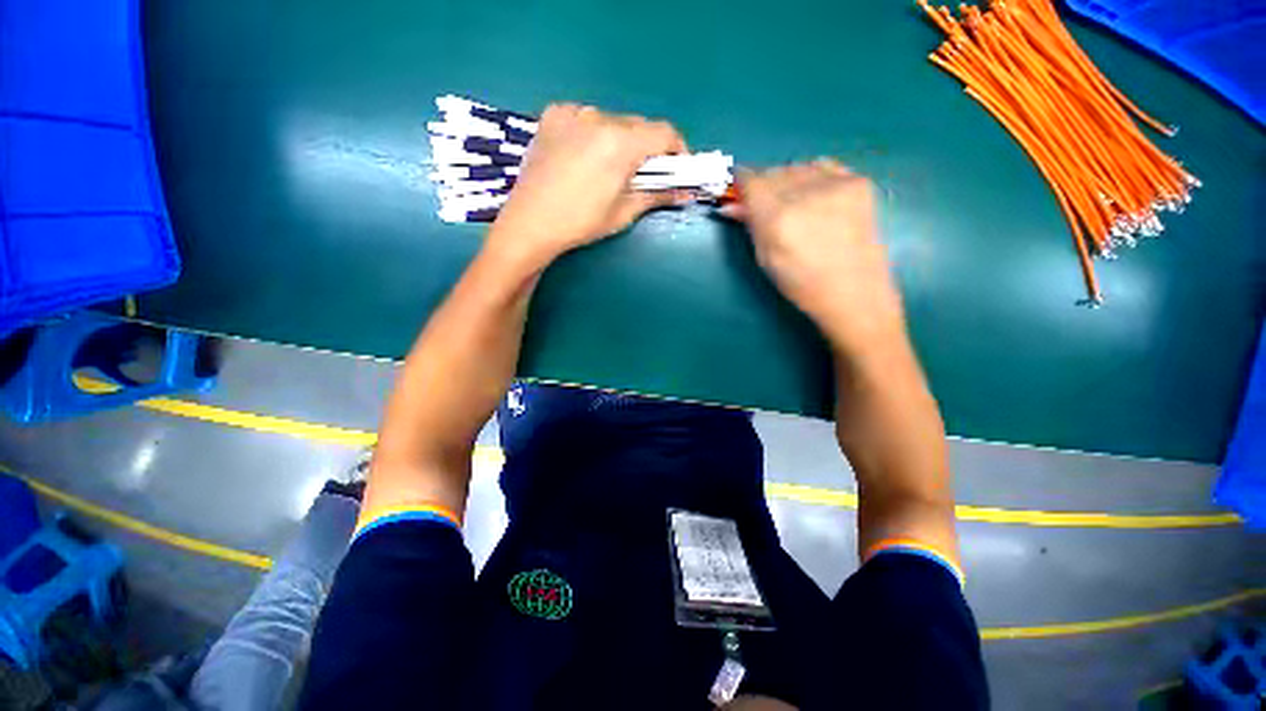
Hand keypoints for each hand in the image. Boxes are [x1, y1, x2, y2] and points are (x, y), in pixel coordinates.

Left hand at [485, 104, 688, 268]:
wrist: (529, 223)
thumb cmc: (580, 223)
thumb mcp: (624, 212)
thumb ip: (657, 195)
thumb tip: (685, 193)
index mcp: (620, 142)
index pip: (664, 133)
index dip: (677, 150)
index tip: (677, 169)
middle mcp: (599, 117)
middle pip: (638, 126)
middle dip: (648, 149)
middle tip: (643, 176)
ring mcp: (573, 112)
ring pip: (612, 121)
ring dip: (620, 141)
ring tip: (609, 170)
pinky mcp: (552, 115)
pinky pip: (586, 119)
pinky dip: (594, 135)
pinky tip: (584, 158)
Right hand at [727, 161, 905, 356]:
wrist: (855, 291)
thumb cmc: (801, 284)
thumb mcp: (765, 259)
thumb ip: (750, 226)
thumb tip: (732, 205)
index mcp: (777, 219)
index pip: (751, 180)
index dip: (742, 183)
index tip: (739, 191)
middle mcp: (805, 195)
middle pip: (772, 172)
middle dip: (764, 186)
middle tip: (766, 206)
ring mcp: (836, 185)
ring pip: (797, 167)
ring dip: (788, 181)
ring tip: (795, 205)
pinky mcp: (859, 182)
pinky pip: (824, 167)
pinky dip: (813, 178)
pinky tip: (816, 199)